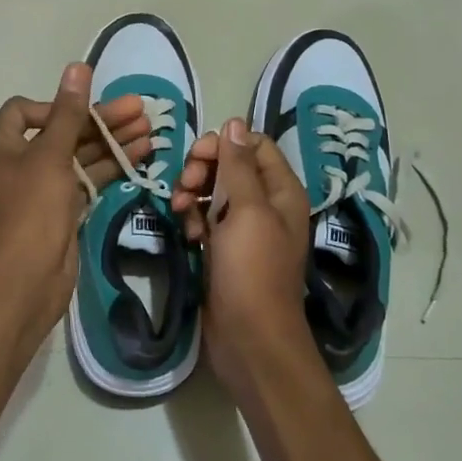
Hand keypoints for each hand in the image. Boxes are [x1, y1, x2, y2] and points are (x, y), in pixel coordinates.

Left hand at [0, 63, 152, 329]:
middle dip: (100, 121)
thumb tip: (77, 66)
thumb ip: (69, 112)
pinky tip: (141, 155)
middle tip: (142, 110)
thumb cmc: (31, 209)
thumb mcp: (50, 154)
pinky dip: (111, 167)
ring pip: (79, 156)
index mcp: (1, 147)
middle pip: (62, 131)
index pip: (25, 111)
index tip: (83, 111)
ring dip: (112, 142)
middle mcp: (18, 164)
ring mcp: (41, 190)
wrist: (26, 278)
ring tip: (152, 130)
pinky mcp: (62, 211)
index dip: (56, 105)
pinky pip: (87, 180)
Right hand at [172, 117, 315, 391]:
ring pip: (214, 191)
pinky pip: (206, 219)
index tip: (198, 159)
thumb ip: (239, 166)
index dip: (224, 145)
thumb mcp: (247, 211)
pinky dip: (193, 219)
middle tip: (184, 186)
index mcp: (281, 190)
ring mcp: (244, 228)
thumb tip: (234, 123)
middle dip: (203, 169)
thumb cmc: (252, 270)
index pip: (253, 145)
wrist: (249, 337)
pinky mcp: (225, 249)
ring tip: (179, 210)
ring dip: (193, 194)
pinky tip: (187, 234)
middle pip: (230, 165)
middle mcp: (266, 204)